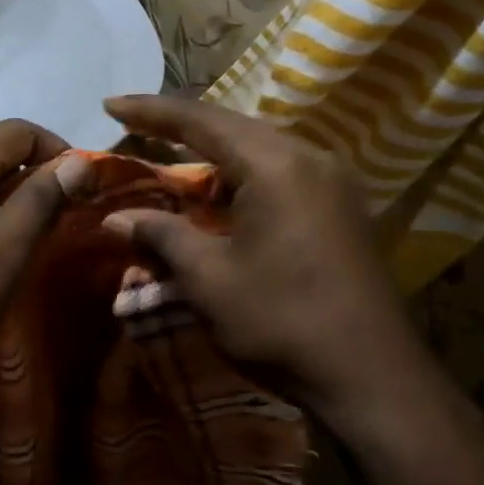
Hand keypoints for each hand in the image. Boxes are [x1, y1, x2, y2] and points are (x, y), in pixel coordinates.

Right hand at [101, 95, 432, 425]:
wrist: (374, 379)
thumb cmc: (282, 321)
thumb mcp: (208, 279)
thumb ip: (161, 236)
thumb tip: (115, 218)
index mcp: (275, 165)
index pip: (200, 121)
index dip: (150, 111)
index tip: (109, 105)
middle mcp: (309, 158)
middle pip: (232, 126)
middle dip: (179, 126)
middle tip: (133, 125)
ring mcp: (332, 182)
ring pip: (258, 149)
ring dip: (212, 152)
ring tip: (169, 155)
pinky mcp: (341, 207)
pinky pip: (280, 172)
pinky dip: (241, 174)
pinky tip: (220, 193)